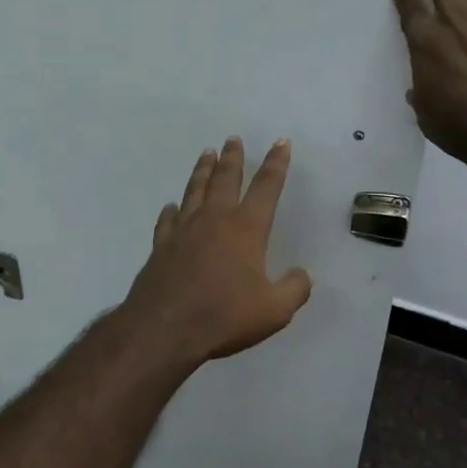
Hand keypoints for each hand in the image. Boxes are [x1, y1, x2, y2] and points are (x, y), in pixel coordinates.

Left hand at [118, 137, 313, 372]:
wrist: (165, 328)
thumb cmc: (224, 315)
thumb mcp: (274, 310)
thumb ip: (294, 289)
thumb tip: (305, 274)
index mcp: (246, 228)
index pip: (266, 187)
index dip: (276, 163)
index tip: (280, 142)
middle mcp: (215, 219)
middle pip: (225, 179)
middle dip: (233, 158)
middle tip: (233, 139)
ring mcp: (184, 230)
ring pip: (195, 190)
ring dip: (202, 170)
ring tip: (206, 153)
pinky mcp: (161, 246)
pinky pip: (167, 220)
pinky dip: (171, 209)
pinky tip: (171, 206)